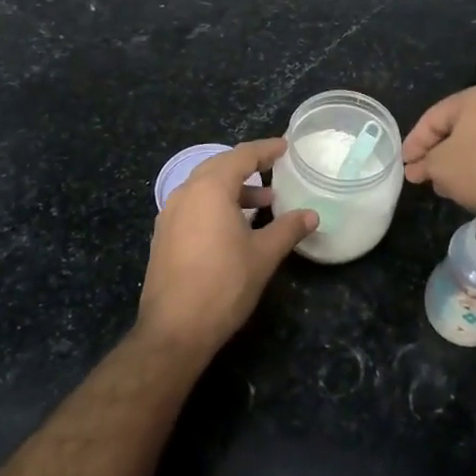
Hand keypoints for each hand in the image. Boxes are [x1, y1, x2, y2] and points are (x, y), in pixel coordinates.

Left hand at [138, 139, 317, 356]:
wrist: (175, 329)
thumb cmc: (224, 284)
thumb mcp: (263, 255)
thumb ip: (288, 229)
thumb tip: (311, 215)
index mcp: (210, 189)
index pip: (241, 156)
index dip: (265, 150)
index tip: (285, 146)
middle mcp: (185, 193)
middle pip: (219, 166)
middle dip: (247, 166)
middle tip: (274, 169)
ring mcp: (169, 215)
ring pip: (204, 188)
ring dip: (233, 189)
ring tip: (262, 203)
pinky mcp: (163, 236)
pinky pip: (193, 206)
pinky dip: (216, 205)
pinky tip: (233, 226)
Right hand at [403, 85, 475, 228]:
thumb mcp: (441, 167)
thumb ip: (423, 164)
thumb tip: (414, 169)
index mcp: (474, 98)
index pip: (432, 118)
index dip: (414, 142)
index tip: (404, 165)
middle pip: (456, 129)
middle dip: (436, 153)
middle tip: (421, 175)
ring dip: (457, 163)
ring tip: (444, 186)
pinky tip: (473, 188)